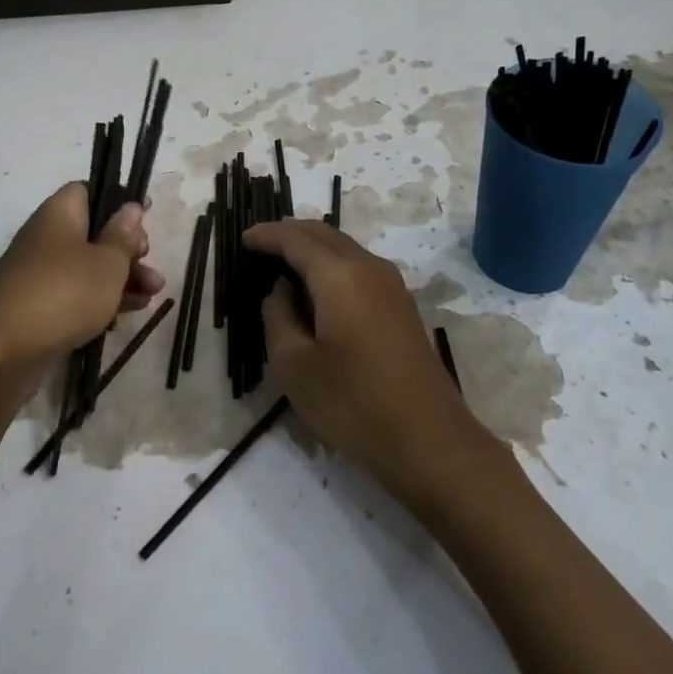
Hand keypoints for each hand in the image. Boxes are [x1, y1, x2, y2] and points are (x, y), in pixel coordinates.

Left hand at [0, 182, 163, 378]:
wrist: (0, 353)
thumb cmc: (63, 294)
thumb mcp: (107, 263)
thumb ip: (123, 235)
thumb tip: (131, 207)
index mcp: (59, 215)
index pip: (87, 191)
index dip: (118, 201)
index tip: (145, 217)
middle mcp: (47, 239)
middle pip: (94, 233)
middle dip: (127, 249)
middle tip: (149, 263)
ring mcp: (41, 275)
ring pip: (89, 267)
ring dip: (122, 279)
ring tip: (153, 296)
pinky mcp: (40, 308)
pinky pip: (76, 295)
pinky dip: (101, 302)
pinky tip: (125, 316)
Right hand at [245, 220, 492, 500]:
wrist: (429, 440)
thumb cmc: (352, 403)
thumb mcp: (294, 364)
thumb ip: (278, 315)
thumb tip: (281, 289)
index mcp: (340, 275)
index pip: (296, 239)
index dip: (267, 235)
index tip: (243, 239)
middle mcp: (369, 268)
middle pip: (324, 234)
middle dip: (290, 233)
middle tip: (261, 243)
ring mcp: (392, 286)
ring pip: (345, 249)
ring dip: (313, 247)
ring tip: (284, 261)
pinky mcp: (402, 307)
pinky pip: (359, 268)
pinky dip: (332, 264)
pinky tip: (318, 287)